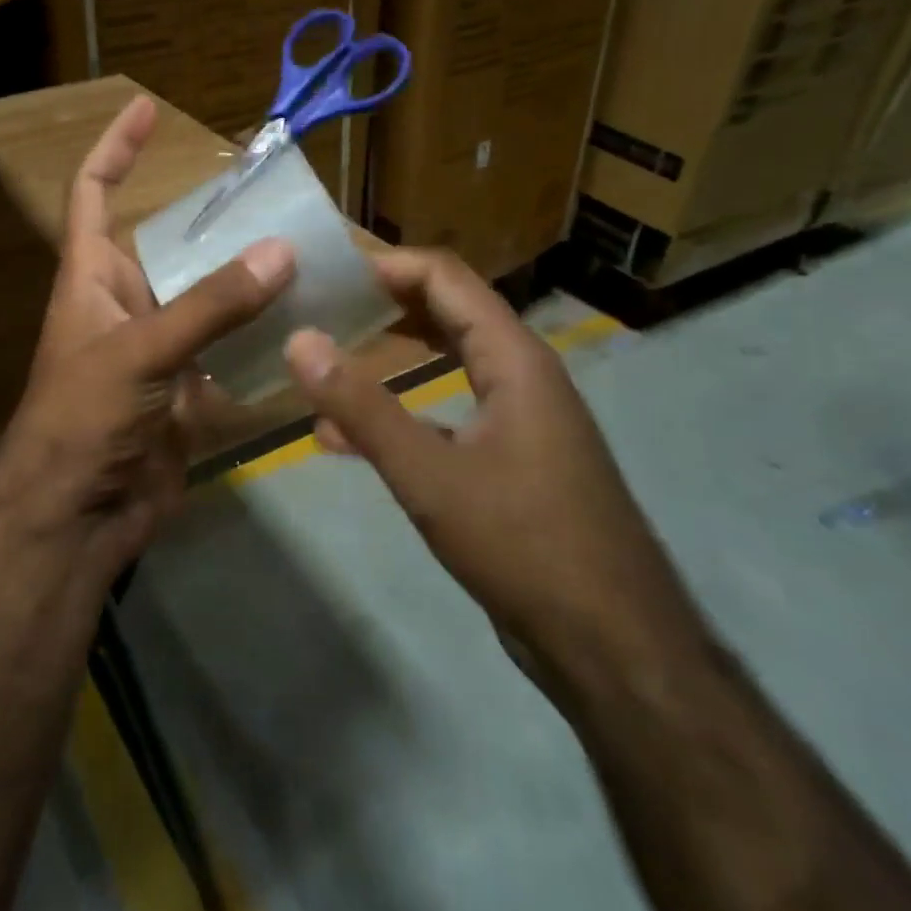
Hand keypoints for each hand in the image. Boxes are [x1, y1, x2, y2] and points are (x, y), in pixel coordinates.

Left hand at [0, 96, 295, 571]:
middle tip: (279, 198)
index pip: (93, 192)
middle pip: (173, 245)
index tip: (147, 108)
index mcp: (92, 277)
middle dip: (219, 223)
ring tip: (310, 253)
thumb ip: (210, 304)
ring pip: (211, 299)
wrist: (76, 520)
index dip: (116, 147)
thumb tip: (281, 251)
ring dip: (251, 282)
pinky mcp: (187, 391)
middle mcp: (126, 303)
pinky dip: (263, 340)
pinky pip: (231, 351)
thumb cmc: (83, 419)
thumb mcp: (141, 352)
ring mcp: (160, 349)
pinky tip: (308, 324)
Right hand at [282, 248, 699, 671]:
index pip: (446, 277)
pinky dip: (400, 409)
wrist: (612, 647)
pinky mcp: (510, 458)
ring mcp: (519, 418)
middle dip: (384, 302)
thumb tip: (299, 341)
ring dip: (390, 353)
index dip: (386, 264)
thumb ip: (361, 406)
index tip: (326, 271)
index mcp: (514, 358)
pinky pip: (447, 411)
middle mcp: (521, 374)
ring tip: (327, 353)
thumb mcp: (430, 474)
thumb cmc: (524, 544)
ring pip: (445, 361)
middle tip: (319, 304)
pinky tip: (345, 436)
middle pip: (447, 311)